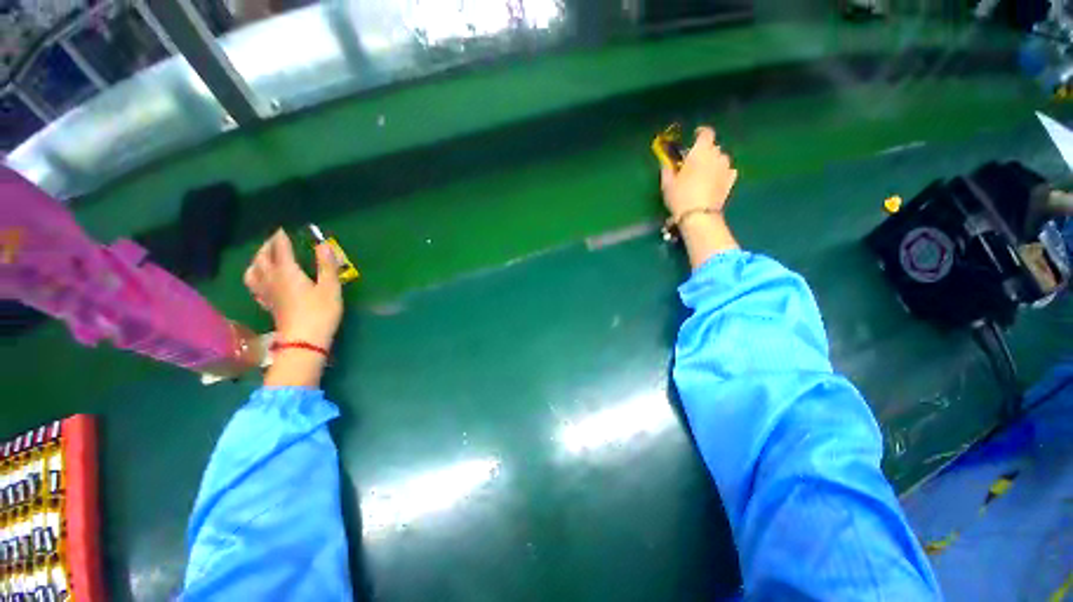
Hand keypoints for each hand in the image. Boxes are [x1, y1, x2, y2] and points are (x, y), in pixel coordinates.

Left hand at [244, 229, 341, 350]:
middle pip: (262, 257)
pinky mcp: (267, 304)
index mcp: (287, 272)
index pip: (280, 249)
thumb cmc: (321, 312)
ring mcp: (266, 293)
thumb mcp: (330, 287)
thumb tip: (323, 244)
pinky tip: (261, 279)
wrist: (303, 341)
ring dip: (257, 260)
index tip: (282, 229)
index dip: (281, 238)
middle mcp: (272, 279)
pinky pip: (254, 285)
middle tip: (276, 240)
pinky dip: (255, 276)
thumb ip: (327, 265)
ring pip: (253, 271)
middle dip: (267, 246)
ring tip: (264, 257)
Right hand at [660, 126, 737, 220]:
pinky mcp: (731, 181)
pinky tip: (713, 182)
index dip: (700, 133)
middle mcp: (717, 155)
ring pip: (720, 159)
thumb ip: (668, 167)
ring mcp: (726, 168)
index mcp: (701, 151)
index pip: (705, 133)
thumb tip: (666, 160)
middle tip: (693, 164)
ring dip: (713, 163)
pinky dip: (720, 173)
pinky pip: (727, 171)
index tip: (694, 137)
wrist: (699, 215)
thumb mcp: (667, 182)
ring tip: (703, 175)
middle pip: (712, 147)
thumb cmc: (680, 196)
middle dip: (704, 152)